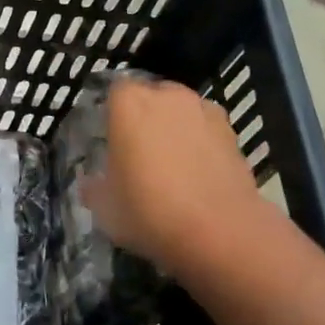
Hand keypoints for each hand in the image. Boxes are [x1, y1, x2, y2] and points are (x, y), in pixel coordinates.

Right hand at [85, 77, 269, 278]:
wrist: (219, 233)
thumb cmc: (149, 211)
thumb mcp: (104, 208)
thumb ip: (94, 187)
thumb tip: (92, 184)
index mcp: (129, 103)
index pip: (114, 92)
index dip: (112, 114)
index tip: (110, 140)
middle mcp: (168, 96)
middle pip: (152, 97)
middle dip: (146, 117)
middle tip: (139, 152)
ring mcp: (204, 111)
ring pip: (182, 112)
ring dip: (176, 129)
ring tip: (173, 164)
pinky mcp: (233, 133)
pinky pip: (207, 131)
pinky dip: (202, 144)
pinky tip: (198, 175)